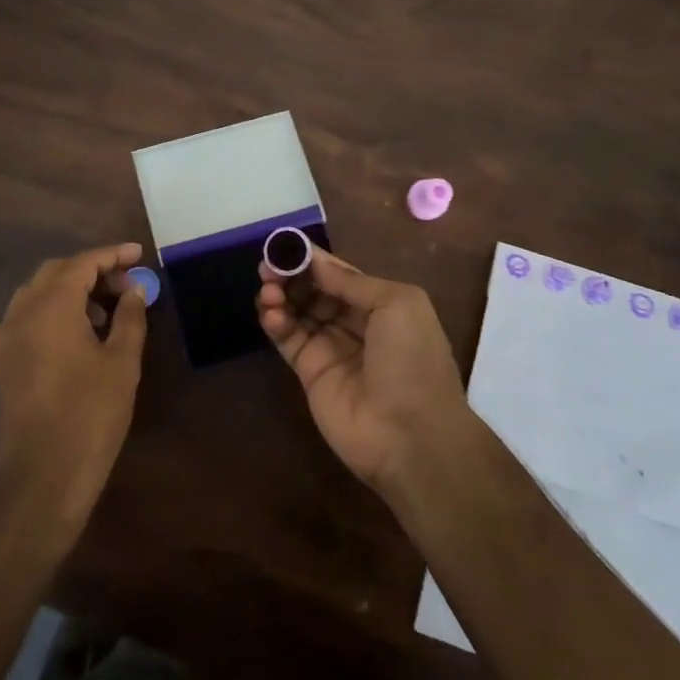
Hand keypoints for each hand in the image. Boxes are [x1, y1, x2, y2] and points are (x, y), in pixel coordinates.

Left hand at [0, 243, 149, 527]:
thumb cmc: (90, 412)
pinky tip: (77, 334)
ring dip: (72, 291)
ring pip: (39, 293)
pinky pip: (28, 317)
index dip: (112, 255)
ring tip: (107, 311)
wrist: (43, 474)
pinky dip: (53, 312)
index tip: (138, 254)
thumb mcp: (122, 361)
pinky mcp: (3, 360)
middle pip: (57, 273)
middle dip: (92, 271)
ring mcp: (7, 336)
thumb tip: (135, 288)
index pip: (82, 263)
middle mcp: (22, 311)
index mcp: (51, 305)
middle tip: (126, 285)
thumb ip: (130, 316)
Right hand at [257, 246, 467, 492]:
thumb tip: (315, 262)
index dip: (312, 259)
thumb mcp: (397, 304)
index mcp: (380, 304)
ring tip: (268, 289)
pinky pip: (288, 339)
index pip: (338, 274)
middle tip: (267, 266)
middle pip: (314, 290)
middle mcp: (353, 323)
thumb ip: (352, 281)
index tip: (285, 243)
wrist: (411, 435)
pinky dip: (275, 322)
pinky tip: (271, 313)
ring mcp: (330, 348)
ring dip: (280, 295)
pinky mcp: (309, 373)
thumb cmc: (412, 360)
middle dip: (291, 274)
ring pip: (297, 311)